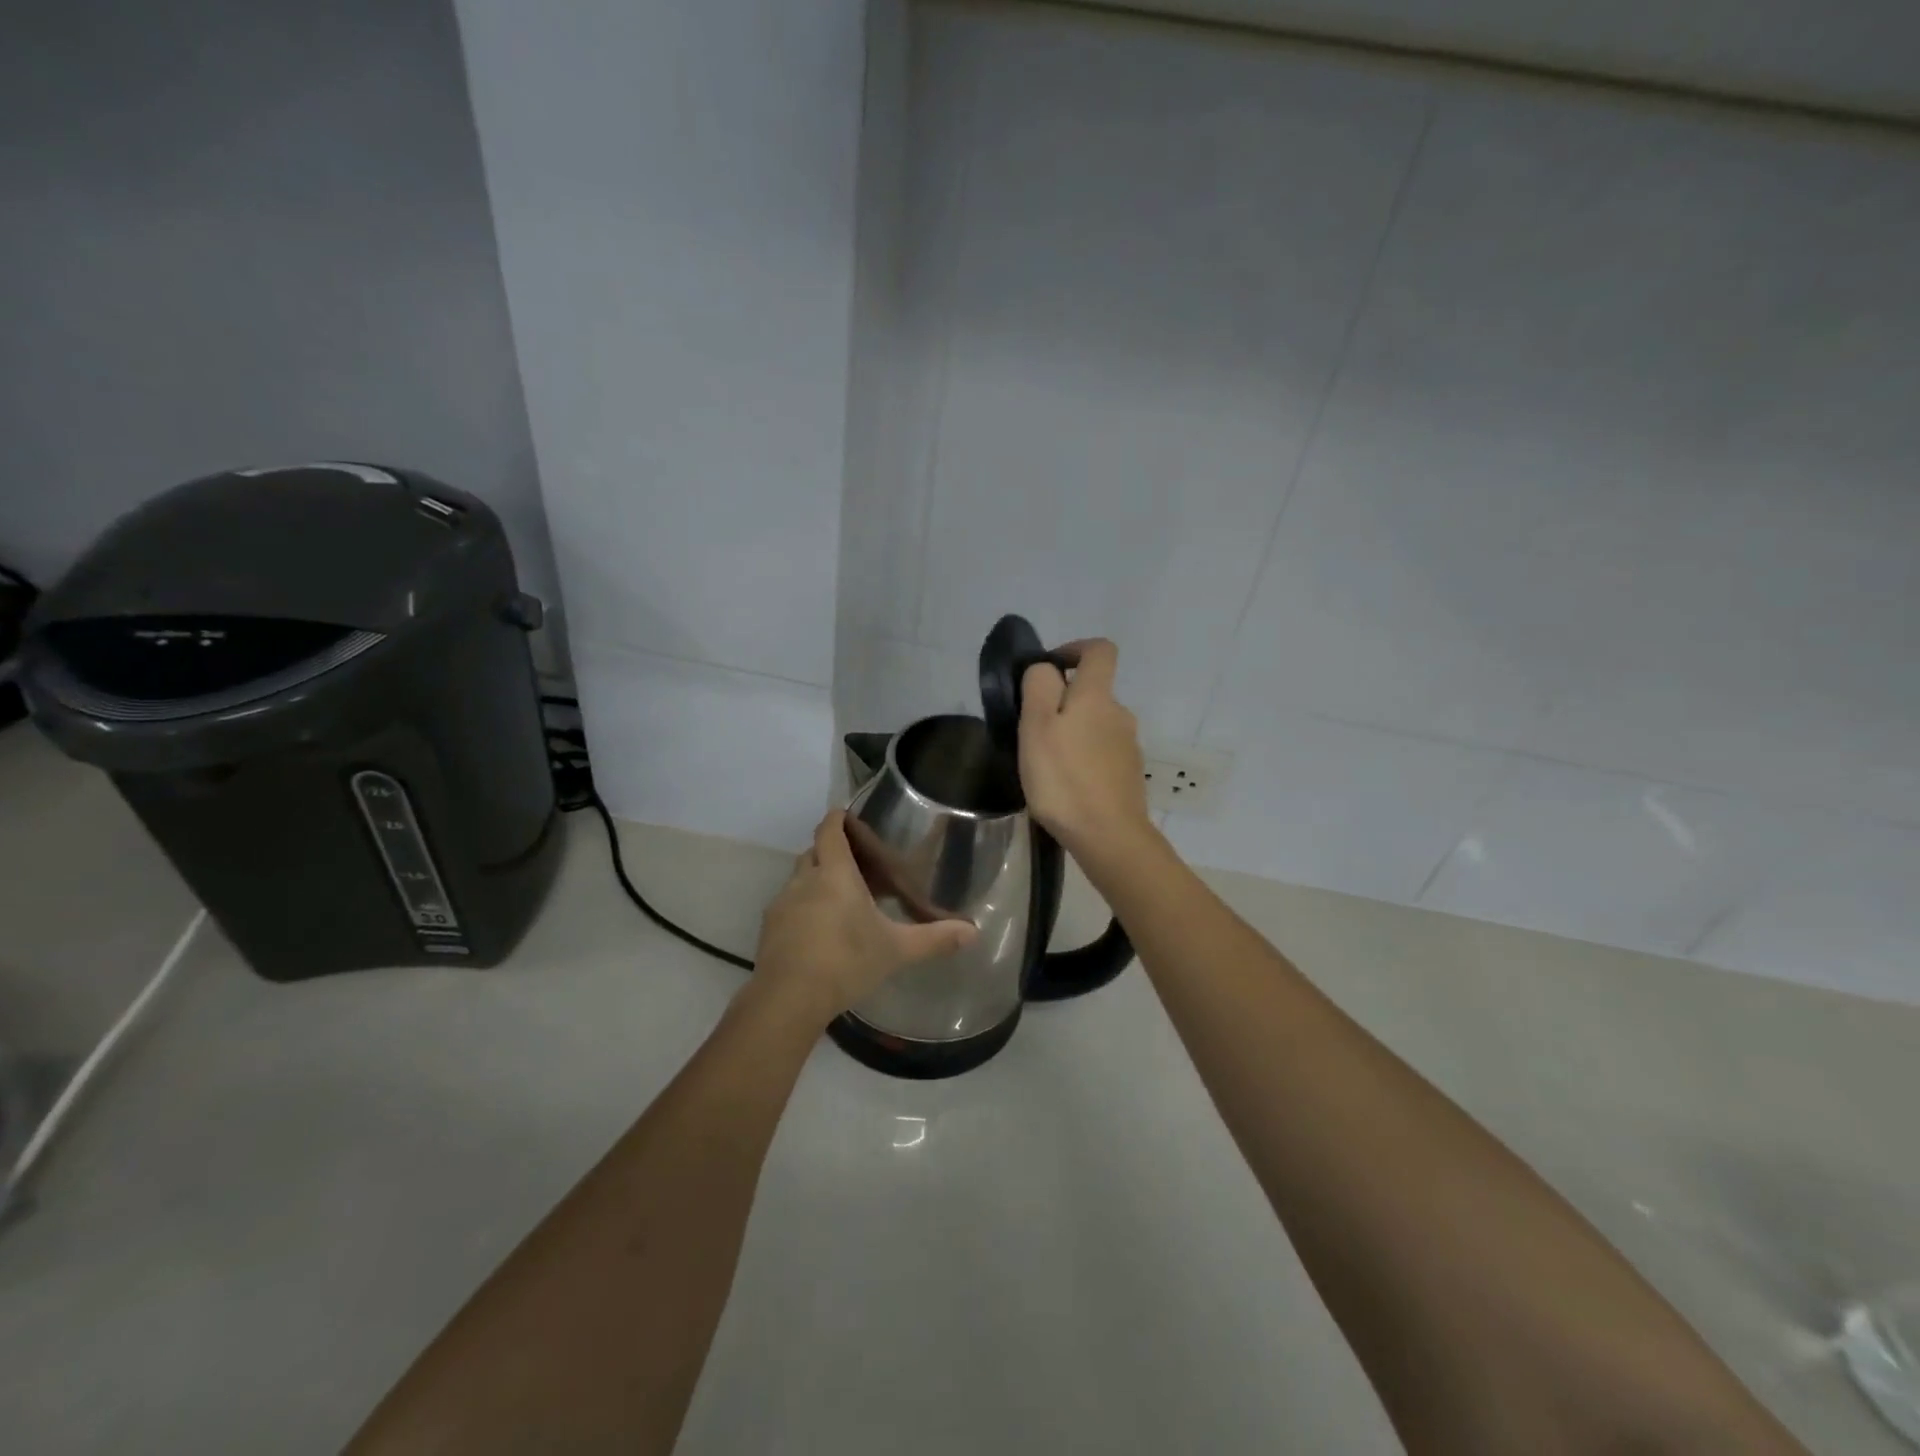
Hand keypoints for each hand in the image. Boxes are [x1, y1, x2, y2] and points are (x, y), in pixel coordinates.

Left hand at [750, 810, 977, 1026]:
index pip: (830, 830)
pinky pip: (787, 906)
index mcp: (835, 873)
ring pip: (799, 879)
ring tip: (838, 901)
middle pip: (813, 852)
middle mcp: (805, 880)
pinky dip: (802, 909)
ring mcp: (782, 904)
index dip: (837, 818)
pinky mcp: (769, 928)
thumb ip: (934, 938)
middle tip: (856, 866)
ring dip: (815, 882)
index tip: (848, 816)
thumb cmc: (847, 961)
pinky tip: (817, 933)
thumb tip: (973, 932)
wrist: (788, 998)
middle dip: (830, 852)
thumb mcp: (896, 950)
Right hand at [1018, 639, 1152, 857]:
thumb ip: (1039, 687)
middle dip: (1064, 702)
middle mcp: (1120, 714)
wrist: (1108, 836)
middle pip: (1093, 692)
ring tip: (1045, 762)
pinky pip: (1102, 753)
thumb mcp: (1036, 726)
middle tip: (1032, 731)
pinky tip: (1066, 785)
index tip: (1049, 669)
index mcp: (1097, 696)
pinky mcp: (1128, 774)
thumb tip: (1046, 668)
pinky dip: (1083, 758)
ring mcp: (1128, 746)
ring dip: (1073, 733)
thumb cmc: (1064, 778)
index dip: (1074, 649)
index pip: (1100, 650)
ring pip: (1096, 725)